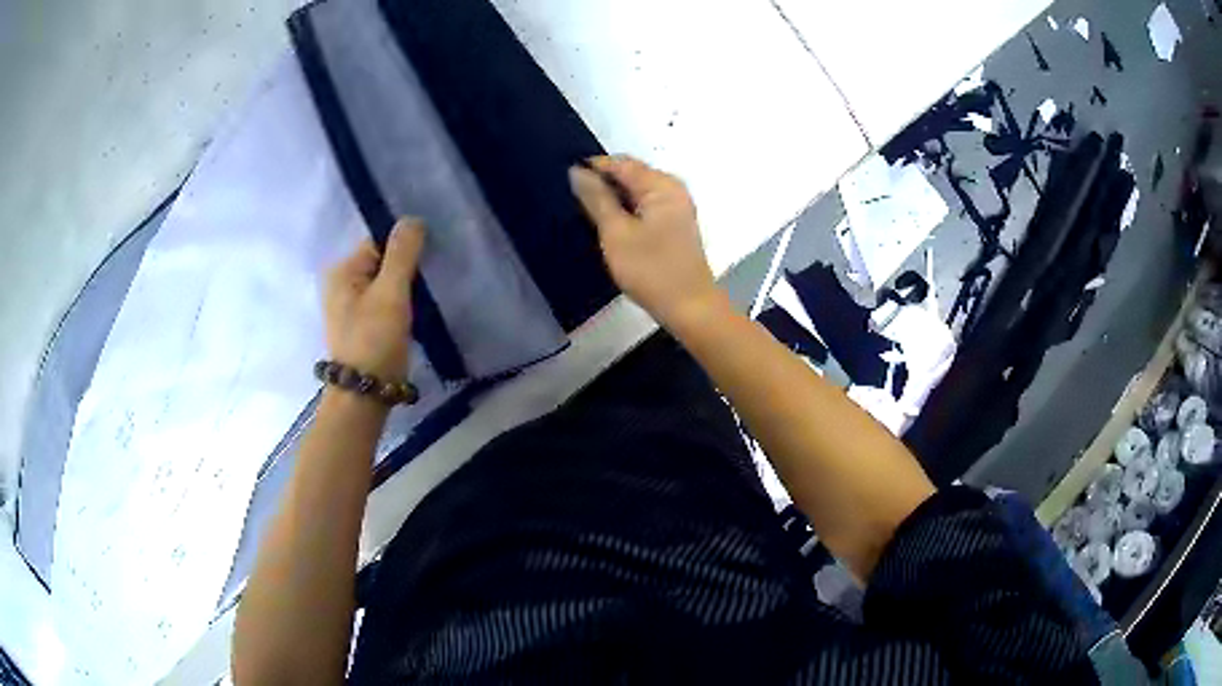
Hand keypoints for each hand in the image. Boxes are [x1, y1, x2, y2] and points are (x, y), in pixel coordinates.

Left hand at [324, 219, 424, 379]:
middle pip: (382, 262)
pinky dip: (397, 306)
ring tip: (418, 306)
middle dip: (404, 272)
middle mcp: (339, 283)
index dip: (404, 251)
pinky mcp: (358, 325)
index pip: (379, 242)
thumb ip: (402, 254)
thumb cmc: (374, 341)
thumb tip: (413, 219)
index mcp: (341, 270)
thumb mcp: (391, 293)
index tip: (424, 268)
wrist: (364, 396)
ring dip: (403, 290)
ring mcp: (347, 306)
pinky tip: (408, 320)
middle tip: (424, 290)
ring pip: (384, 284)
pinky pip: (382, 302)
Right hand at [570, 156, 719, 327]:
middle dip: (602, 182)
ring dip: (613, 197)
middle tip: (571, 197)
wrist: (689, 307)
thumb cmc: (651, 269)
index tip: (564, 179)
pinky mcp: (674, 224)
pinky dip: (626, 210)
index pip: (621, 163)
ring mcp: (676, 207)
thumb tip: (577, 171)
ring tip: (584, 210)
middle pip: (631, 174)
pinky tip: (609, 223)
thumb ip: (596, 198)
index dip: (592, 167)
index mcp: (661, 185)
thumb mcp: (616, 233)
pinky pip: (645, 205)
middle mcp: (672, 188)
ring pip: (637, 191)